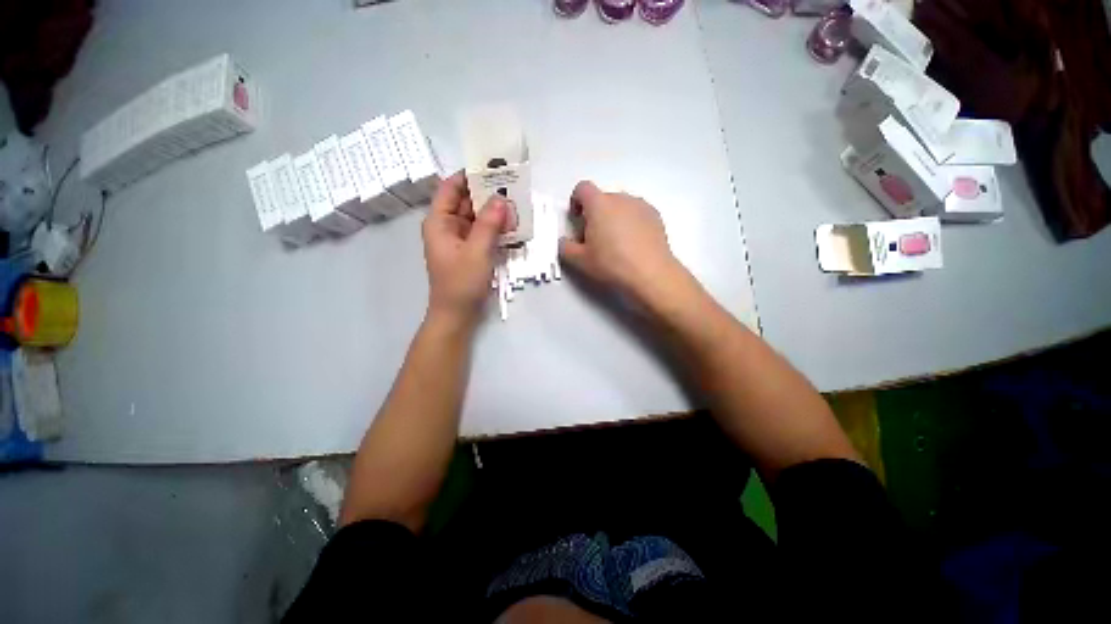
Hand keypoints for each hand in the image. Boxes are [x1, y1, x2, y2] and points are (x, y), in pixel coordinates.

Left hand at [422, 172, 506, 327]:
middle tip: (513, 186)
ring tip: (517, 203)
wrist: (457, 315)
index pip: (451, 188)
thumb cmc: (461, 283)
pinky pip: (483, 232)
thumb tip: (502, 199)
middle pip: (467, 201)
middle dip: (488, 194)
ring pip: (477, 217)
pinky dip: (496, 228)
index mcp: (439, 221)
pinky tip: (513, 225)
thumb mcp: (476, 251)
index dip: (469, 175)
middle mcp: (448, 226)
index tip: (493, 168)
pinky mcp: (470, 251)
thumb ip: (489, 224)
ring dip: (495, 212)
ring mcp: (460, 240)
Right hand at [559, 181, 685, 307]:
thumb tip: (564, 242)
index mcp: (599, 204)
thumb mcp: (580, 260)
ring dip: (613, 218)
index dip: (576, 201)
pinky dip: (630, 223)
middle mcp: (620, 198)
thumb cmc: (611, 264)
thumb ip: (565, 247)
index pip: (582, 188)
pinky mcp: (655, 215)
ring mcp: (640, 205)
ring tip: (615, 243)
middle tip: (594, 238)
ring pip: (620, 206)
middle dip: (595, 214)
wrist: (650, 274)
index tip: (577, 219)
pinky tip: (632, 244)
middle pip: (602, 198)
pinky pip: (636, 213)